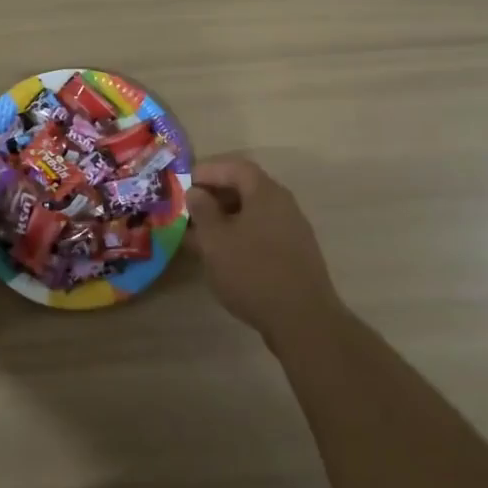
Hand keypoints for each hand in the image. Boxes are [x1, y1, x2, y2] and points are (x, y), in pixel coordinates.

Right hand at [186, 156, 341, 347]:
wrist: (303, 321)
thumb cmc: (253, 272)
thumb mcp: (215, 240)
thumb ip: (202, 210)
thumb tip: (196, 192)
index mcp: (266, 193)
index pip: (234, 167)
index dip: (207, 170)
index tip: (184, 183)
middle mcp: (283, 205)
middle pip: (245, 188)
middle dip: (214, 197)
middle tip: (189, 210)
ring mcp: (292, 231)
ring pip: (252, 214)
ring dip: (225, 219)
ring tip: (200, 237)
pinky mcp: (295, 255)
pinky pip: (262, 234)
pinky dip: (240, 237)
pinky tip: (224, 258)